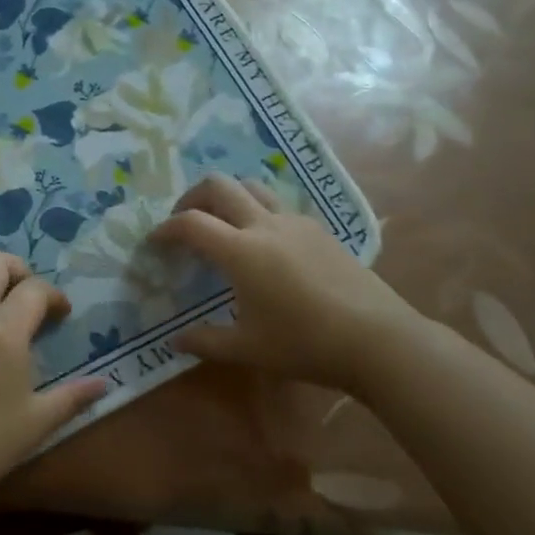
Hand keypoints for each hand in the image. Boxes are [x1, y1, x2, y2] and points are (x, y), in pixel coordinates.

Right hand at [149, 175, 426, 393]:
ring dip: (228, 196)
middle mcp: (264, 225)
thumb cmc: (306, 345)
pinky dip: (257, 211)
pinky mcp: (319, 230)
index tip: (155, 241)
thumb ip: (206, 341)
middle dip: (192, 196)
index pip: (191, 223)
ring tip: (221, 222)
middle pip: (219, 185)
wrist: (378, 340)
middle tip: (184, 220)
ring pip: (252, 186)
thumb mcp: (249, 349)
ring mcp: (295, 223)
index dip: (166, 228)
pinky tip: (263, 244)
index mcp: (241, 251)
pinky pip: (278, 205)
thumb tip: (175, 341)